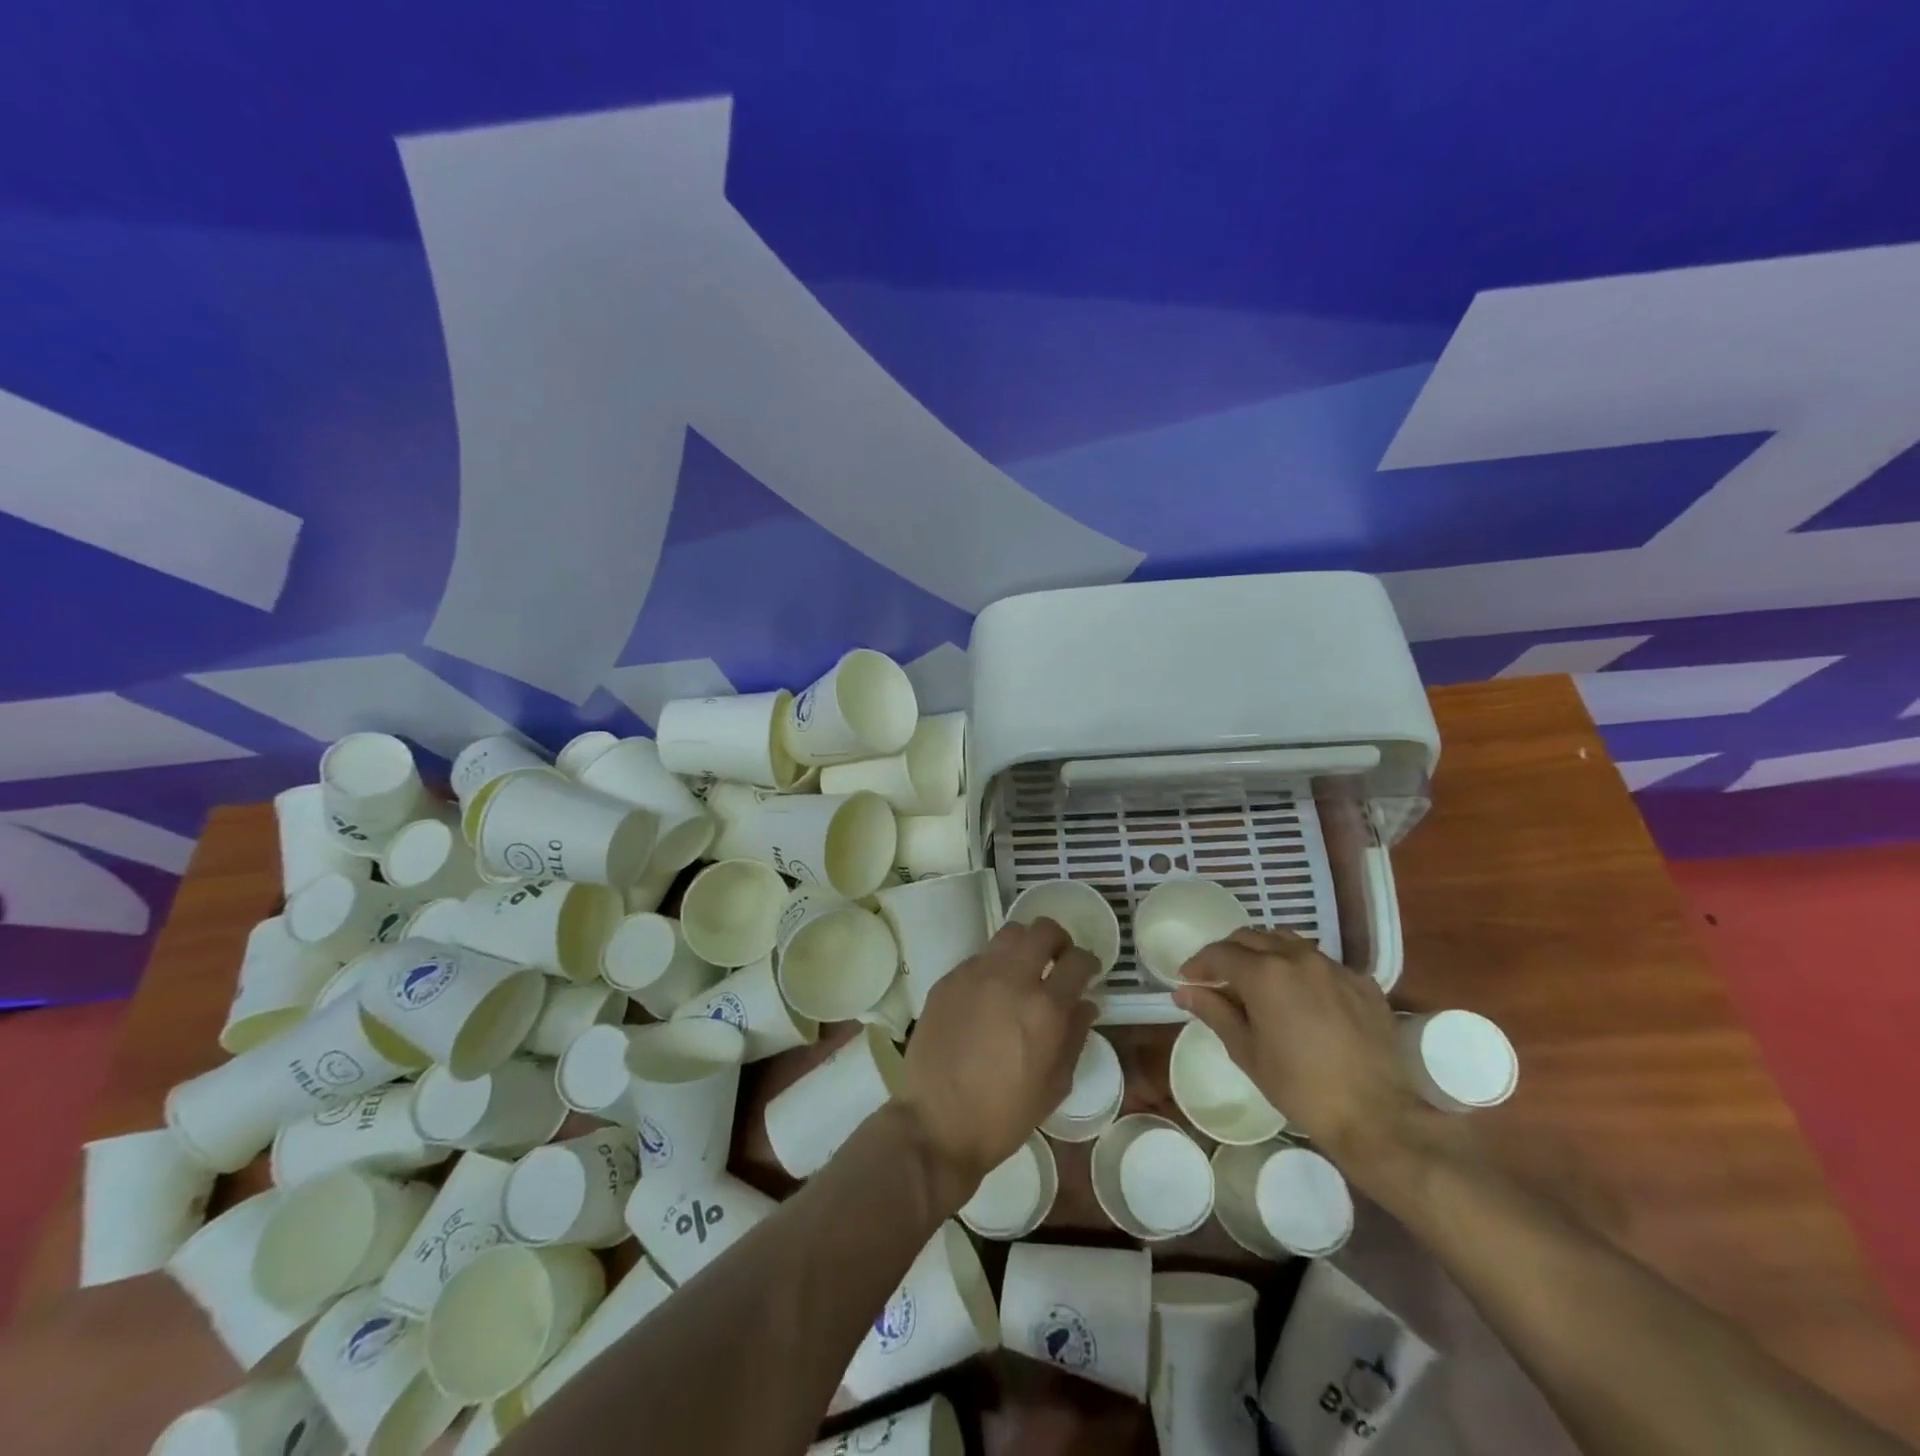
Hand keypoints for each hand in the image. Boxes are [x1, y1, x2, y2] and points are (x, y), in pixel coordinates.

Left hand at [899, 918, 1100, 1207]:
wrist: (937, 1123)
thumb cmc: (1004, 1115)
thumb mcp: (1055, 1086)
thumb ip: (1075, 1036)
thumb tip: (1085, 1004)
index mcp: (1045, 1008)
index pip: (1077, 961)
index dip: (1088, 962)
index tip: (1087, 972)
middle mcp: (1011, 979)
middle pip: (1043, 930)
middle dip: (1058, 941)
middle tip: (1057, 961)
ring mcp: (975, 974)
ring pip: (1009, 934)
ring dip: (1025, 946)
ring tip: (1023, 970)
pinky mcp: (948, 980)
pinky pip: (979, 958)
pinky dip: (993, 966)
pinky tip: (989, 994)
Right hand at [1174, 927, 1428, 1173]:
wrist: (1377, 1115)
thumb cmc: (1300, 1087)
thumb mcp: (1246, 1051)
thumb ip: (1214, 1012)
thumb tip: (1184, 991)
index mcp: (1265, 973)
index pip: (1220, 953)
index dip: (1198, 964)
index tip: (1187, 979)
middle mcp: (1298, 957)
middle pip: (1252, 937)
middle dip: (1229, 953)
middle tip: (1218, 978)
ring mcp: (1334, 967)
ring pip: (1288, 942)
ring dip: (1265, 953)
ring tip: (1259, 980)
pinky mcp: (1363, 983)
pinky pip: (1322, 963)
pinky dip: (1302, 970)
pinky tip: (1302, 998)